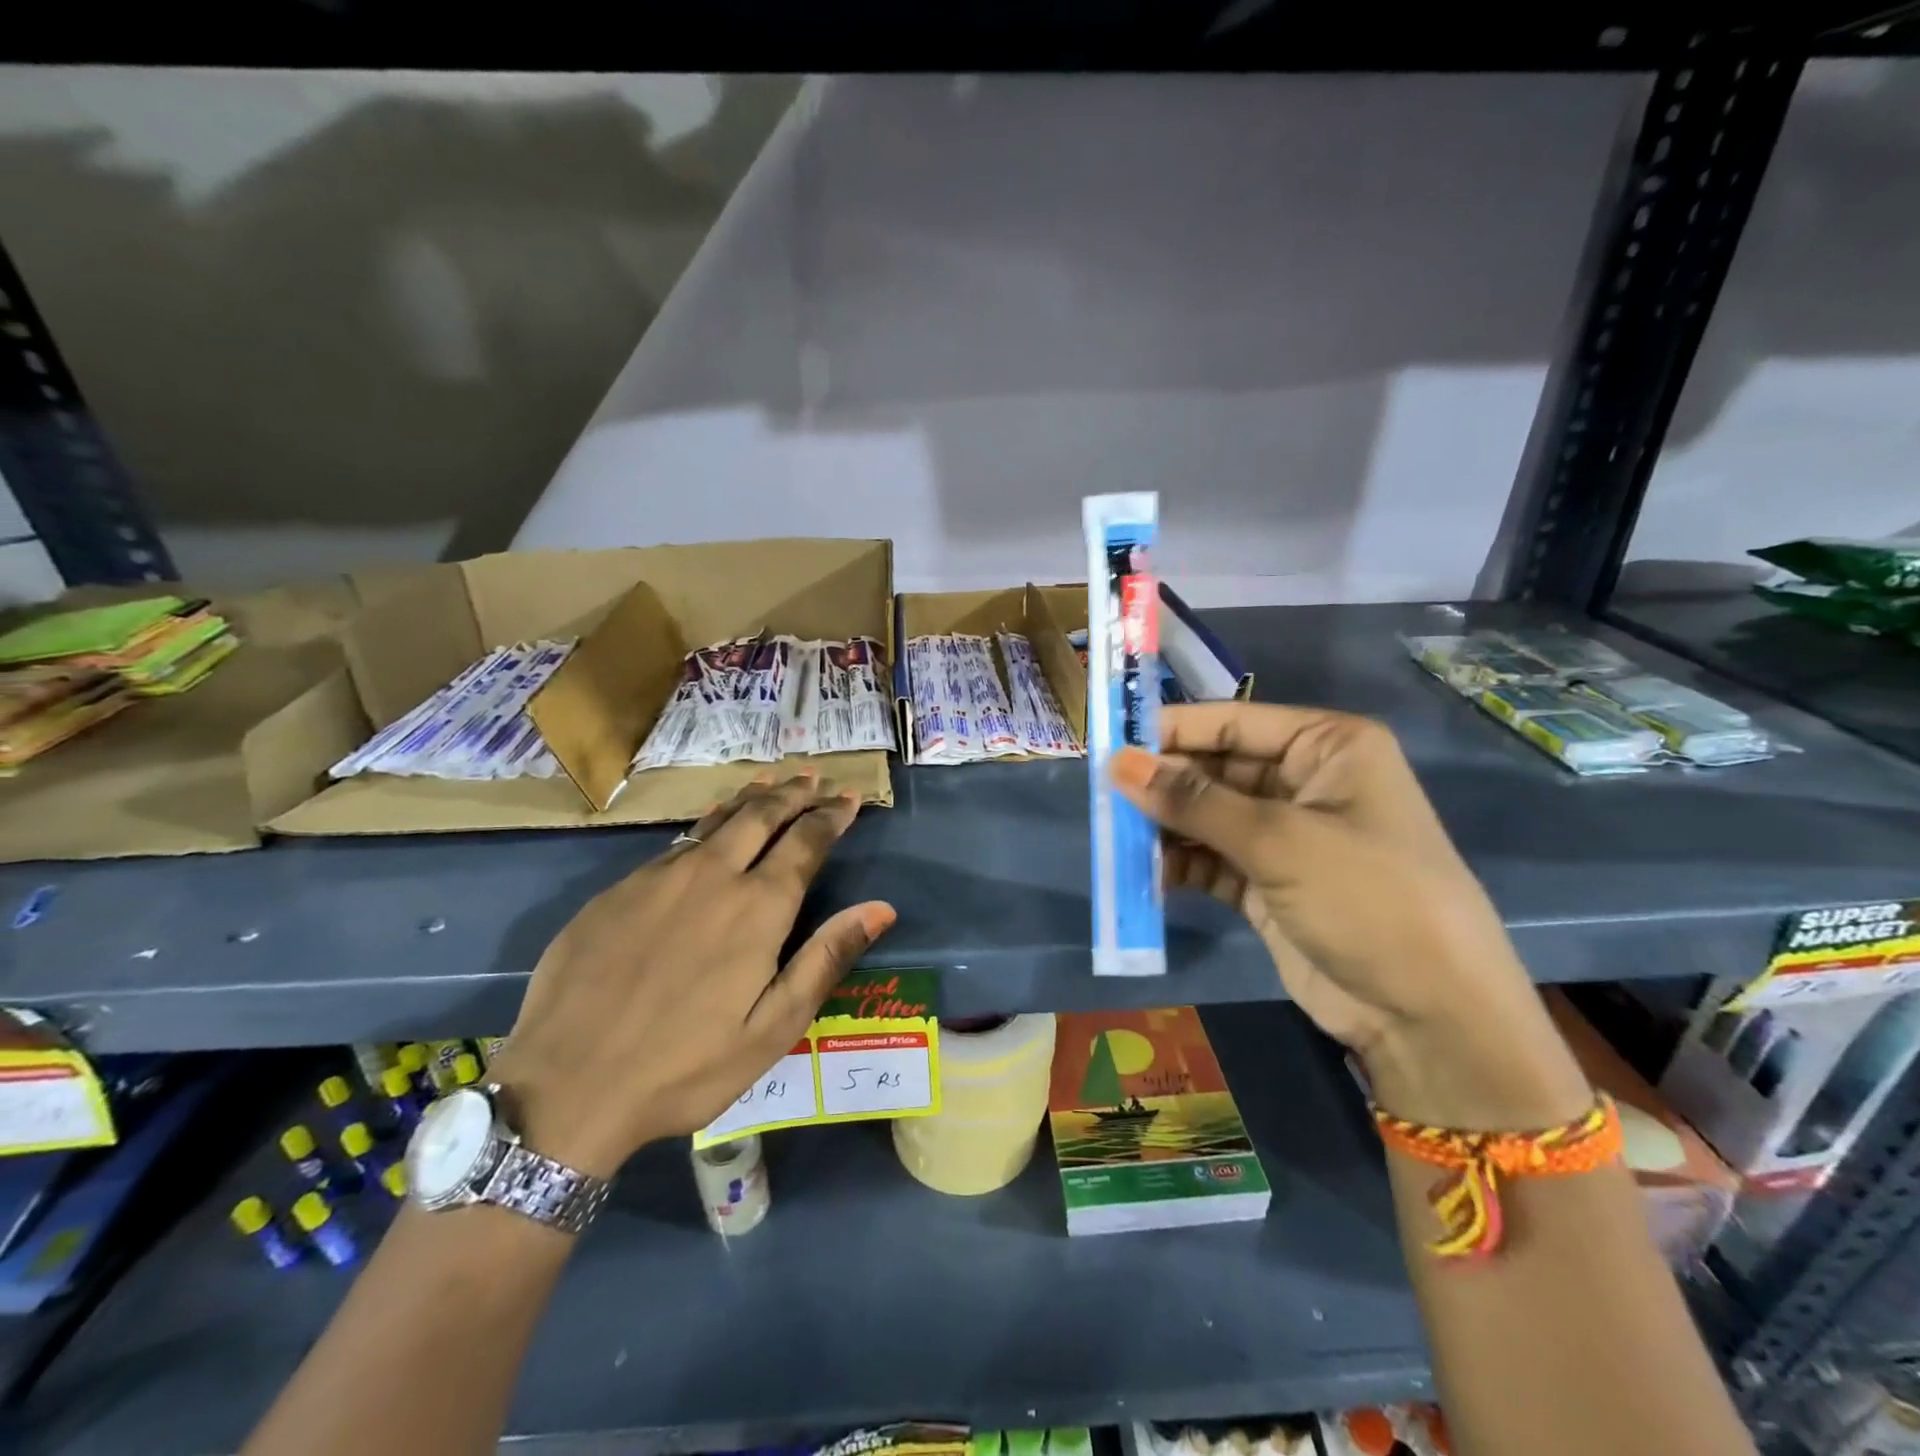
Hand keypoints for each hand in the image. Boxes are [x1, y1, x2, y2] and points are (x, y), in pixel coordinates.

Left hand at [489, 772, 894, 1176]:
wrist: (567, 1086)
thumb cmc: (686, 1065)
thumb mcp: (773, 1027)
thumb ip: (827, 958)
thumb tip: (882, 907)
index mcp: (758, 907)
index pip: (805, 842)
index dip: (831, 816)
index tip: (848, 797)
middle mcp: (712, 876)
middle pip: (761, 816)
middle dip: (793, 793)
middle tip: (812, 775)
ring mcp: (659, 877)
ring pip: (716, 820)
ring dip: (750, 798)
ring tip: (770, 780)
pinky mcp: (618, 890)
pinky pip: (675, 843)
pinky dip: (705, 824)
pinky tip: (707, 825)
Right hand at [1110, 704, 1588, 1129]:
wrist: (1429, 1016)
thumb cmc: (1367, 898)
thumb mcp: (1278, 840)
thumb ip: (1192, 800)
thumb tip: (1117, 763)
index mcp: (1327, 746)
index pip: (1232, 722)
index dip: (1170, 730)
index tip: (1108, 742)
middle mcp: (1306, 781)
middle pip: (1215, 768)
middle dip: (1162, 784)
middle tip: (1103, 798)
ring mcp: (1286, 834)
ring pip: (1206, 815)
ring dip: (1164, 827)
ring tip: (1115, 839)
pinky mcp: (1268, 881)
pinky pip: (1210, 858)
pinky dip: (1179, 864)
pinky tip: (1146, 875)